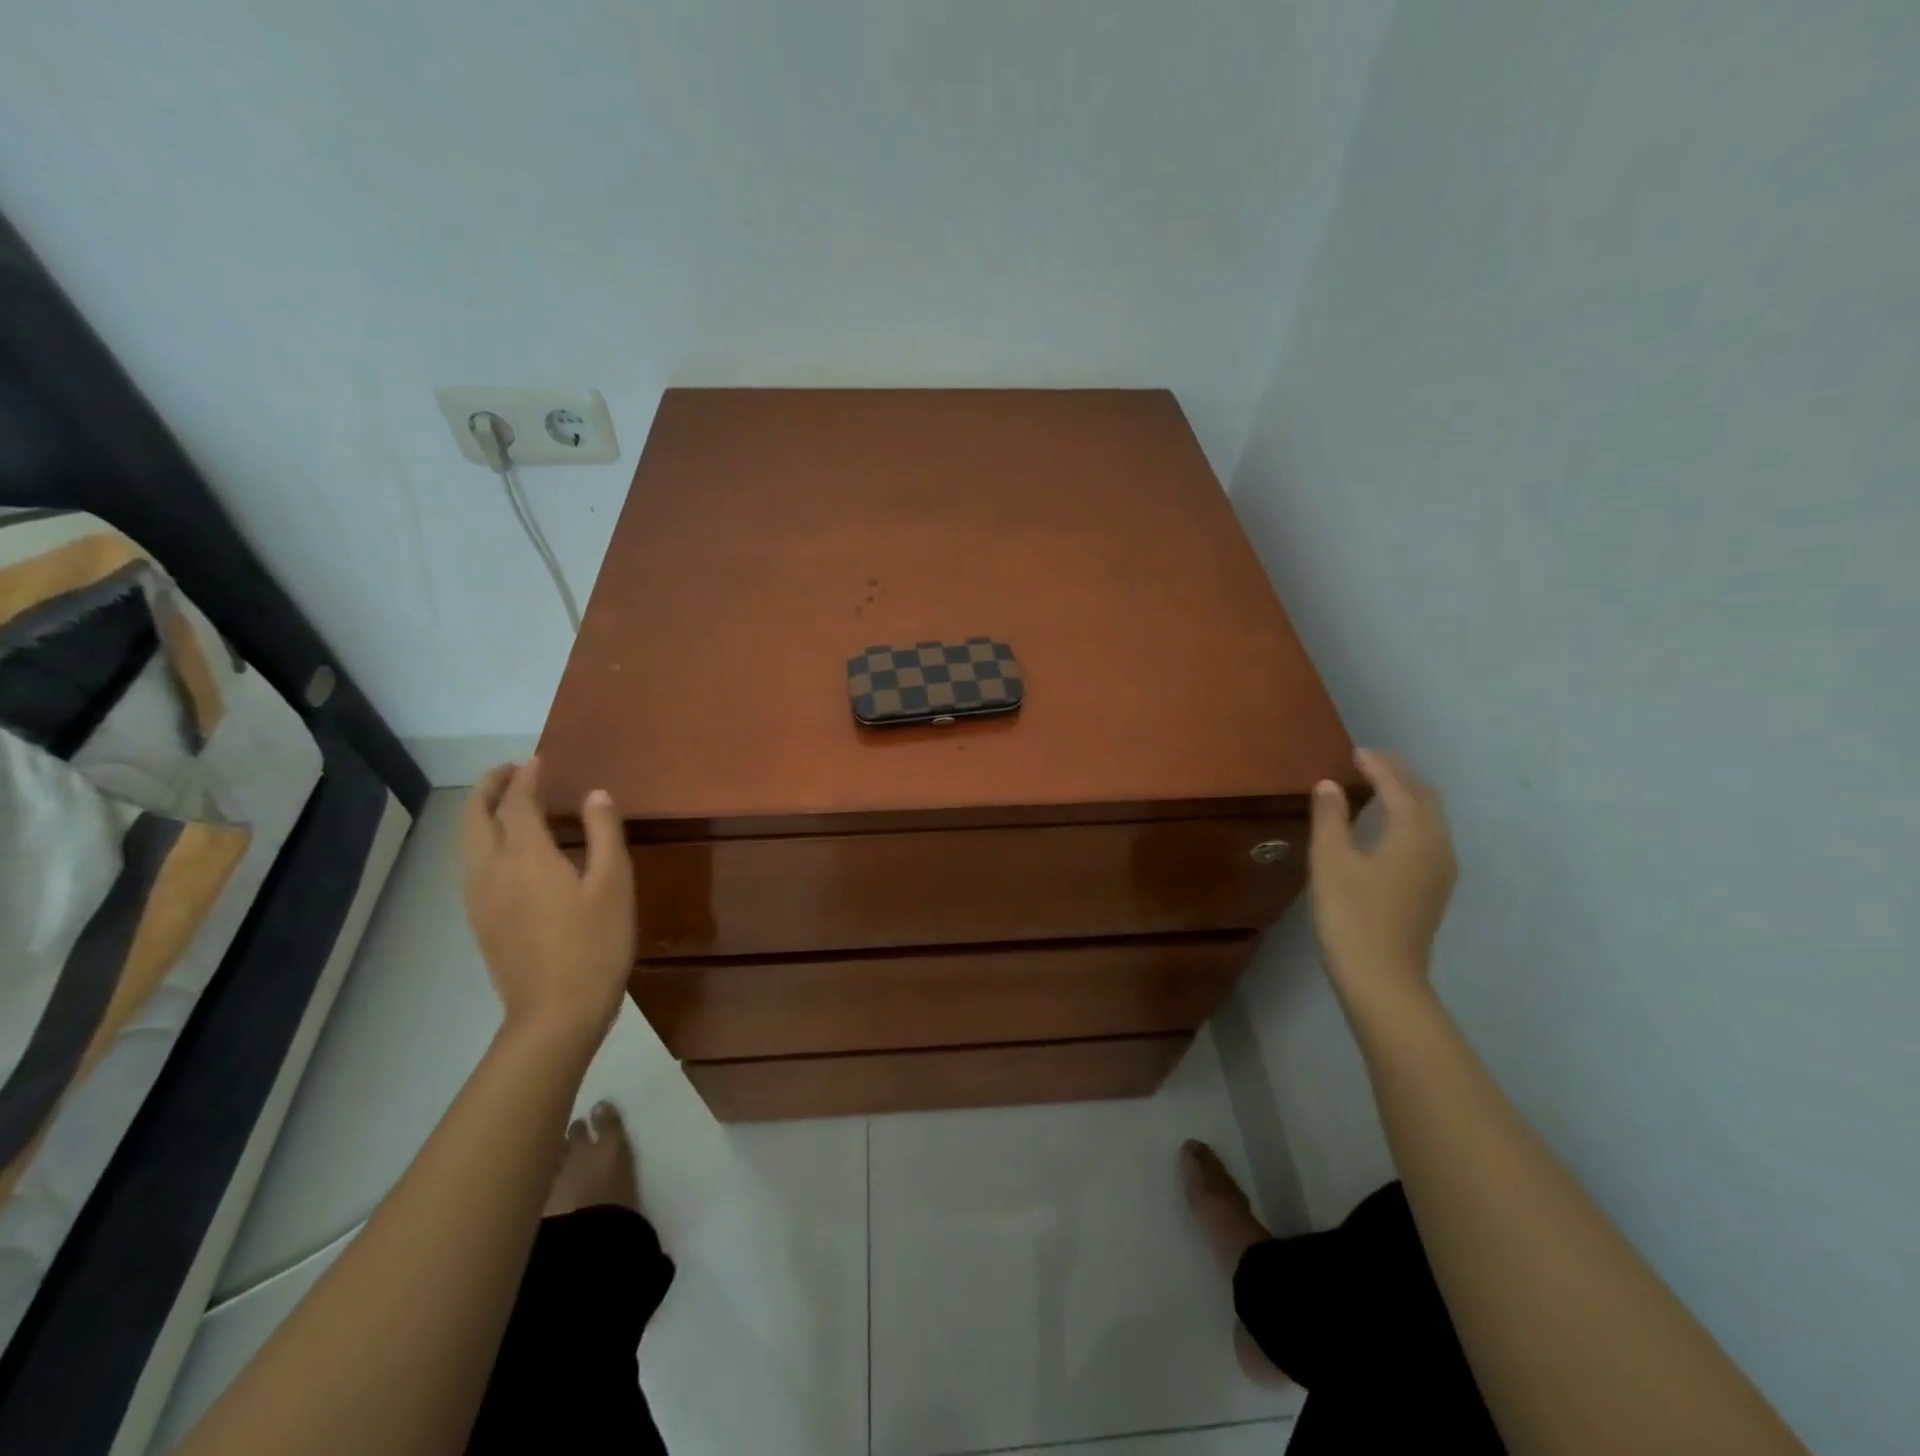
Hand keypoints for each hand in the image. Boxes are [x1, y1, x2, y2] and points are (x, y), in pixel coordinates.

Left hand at [461, 758, 633, 1044]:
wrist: (555, 1012)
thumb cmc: (595, 943)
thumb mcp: (614, 883)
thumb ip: (604, 833)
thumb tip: (595, 794)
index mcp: (526, 855)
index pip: (518, 802)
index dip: (527, 777)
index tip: (539, 760)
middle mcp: (491, 869)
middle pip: (475, 816)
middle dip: (489, 787)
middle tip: (512, 770)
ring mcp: (479, 897)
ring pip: (467, 841)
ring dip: (480, 812)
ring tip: (506, 801)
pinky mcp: (480, 919)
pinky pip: (472, 864)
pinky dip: (482, 839)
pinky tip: (505, 850)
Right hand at [1308, 748, 1456, 1008]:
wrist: (1382, 978)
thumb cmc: (1350, 915)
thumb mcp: (1330, 861)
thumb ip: (1330, 817)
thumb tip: (1329, 785)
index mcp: (1414, 833)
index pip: (1398, 786)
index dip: (1377, 765)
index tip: (1353, 752)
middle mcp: (1437, 845)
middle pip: (1424, 797)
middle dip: (1398, 774)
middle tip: (1366, 763)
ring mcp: (1441, 870)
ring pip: (1430, 817)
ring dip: (1405, 795)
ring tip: (1374, 788)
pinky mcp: (1433, 888)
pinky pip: (1427, 836)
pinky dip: (1409, 818)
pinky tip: (1385, 827)